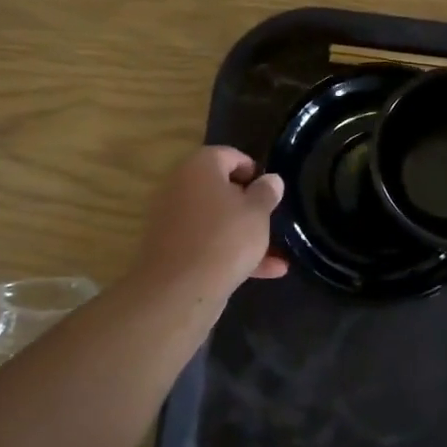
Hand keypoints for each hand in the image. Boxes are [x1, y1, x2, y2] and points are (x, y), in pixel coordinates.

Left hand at [134, 147, 286, 297]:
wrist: (178, 291)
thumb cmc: (225, 238)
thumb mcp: (257, 213)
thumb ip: (266, 192)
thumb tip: (271, 179)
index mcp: (199, 167)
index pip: (229, 155)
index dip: (253, 170)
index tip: (270, 190)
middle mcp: (180, 187)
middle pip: (219, 188)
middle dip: (247, 204)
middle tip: (270, 218)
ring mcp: (172, 220)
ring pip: (215, 220)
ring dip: (243, 233)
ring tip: (275, 251)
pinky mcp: (171, 249)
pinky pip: (206, 243)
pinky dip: (230, 253)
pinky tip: (264, 272)